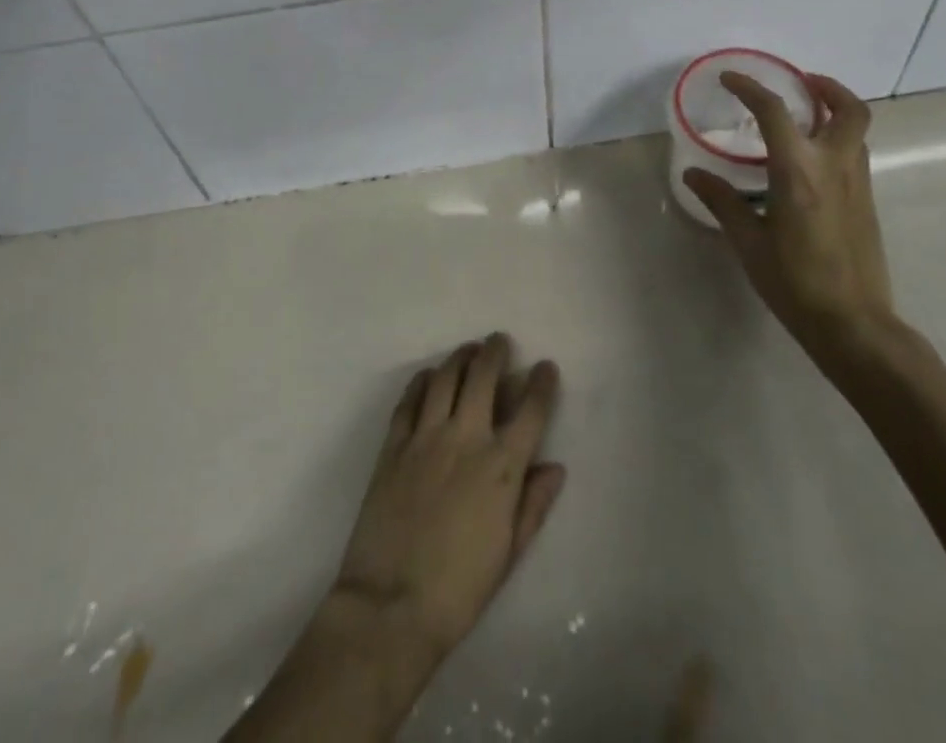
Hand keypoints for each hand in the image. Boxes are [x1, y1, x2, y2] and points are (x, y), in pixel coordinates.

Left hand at [332, 334, 563, 665]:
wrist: (391, 605)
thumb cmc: (459, 589)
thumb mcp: (509, 553)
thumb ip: (533, 504)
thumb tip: (554, 467)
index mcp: (501, 467)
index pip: (530, 411)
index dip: (541, 384)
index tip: (545, 367)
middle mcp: (466, 439)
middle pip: (483, 377)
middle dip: (495, 352)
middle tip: (499, 341)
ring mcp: (425, 437)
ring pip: (445, 378)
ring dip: (460, 357)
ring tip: (468, 349)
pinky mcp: (394, 445)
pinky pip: (409, 400)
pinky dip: (421, 381)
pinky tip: (428, 375)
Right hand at [682, 71, 895, 366]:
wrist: (854, 324)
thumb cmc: (795, 282)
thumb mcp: (748, 242)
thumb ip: (722, 201)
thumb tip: (693, 173)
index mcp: (799, 172)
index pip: (775, 111)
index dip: (750, 88)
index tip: (730, 79)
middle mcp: (835, 167)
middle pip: (848, 108)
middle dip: (826, 87)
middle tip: (799, 83)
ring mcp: (857, 184)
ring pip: (857, 130)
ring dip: (834, 111)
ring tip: (803, 117)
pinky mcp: (866, 202)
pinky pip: (854, 154)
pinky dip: (836, 139)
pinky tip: (809, 162)